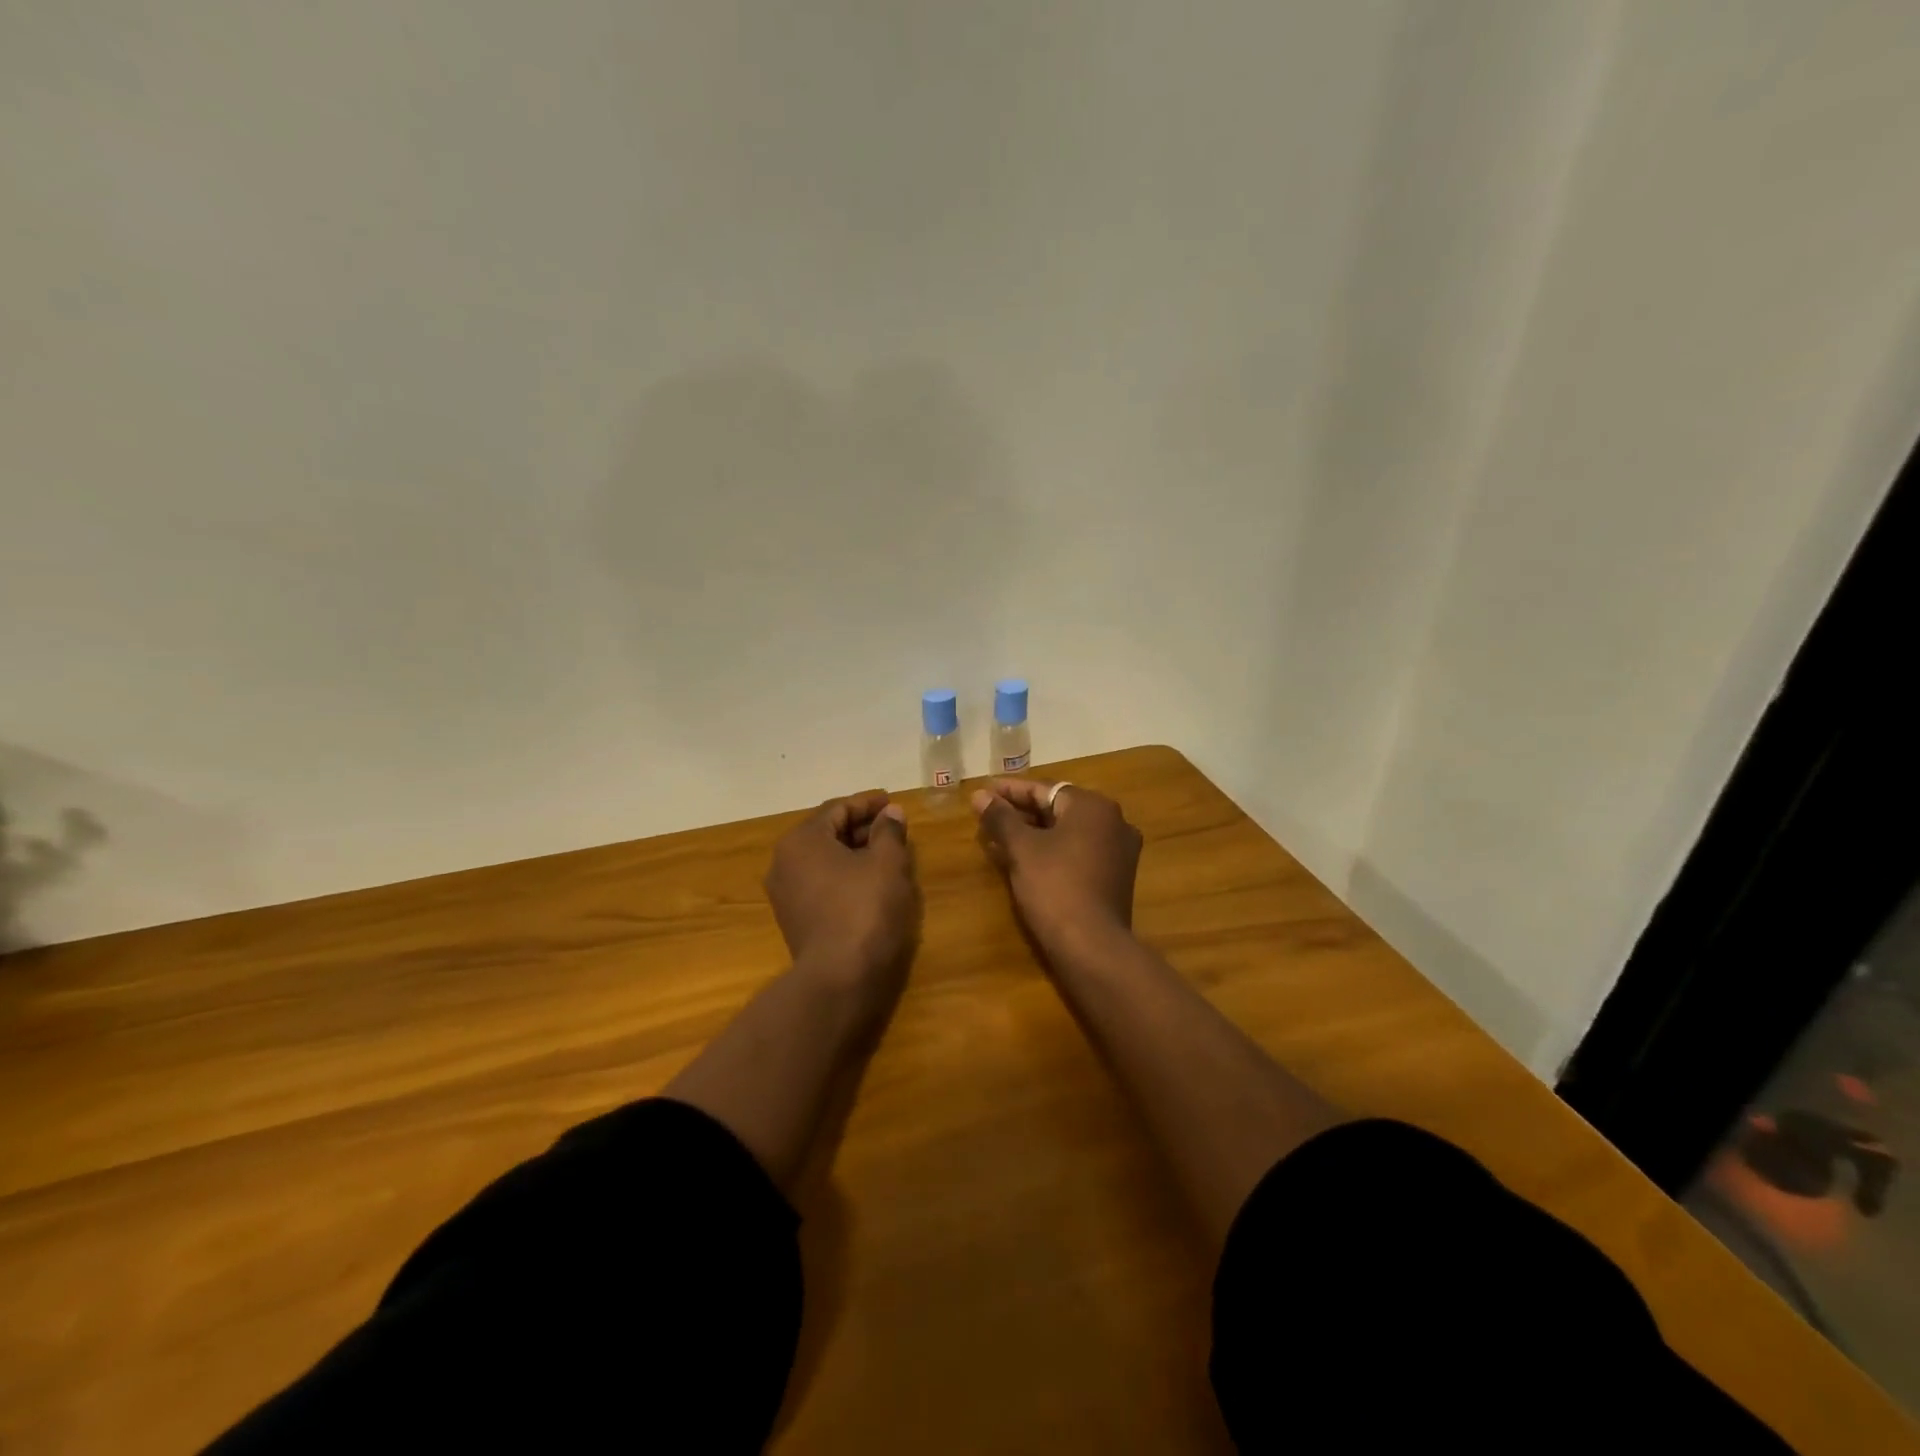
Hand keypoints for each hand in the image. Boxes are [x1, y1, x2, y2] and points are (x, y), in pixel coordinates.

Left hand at [765, 790, 920, 985]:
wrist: (840, 978)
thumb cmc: (865, 909)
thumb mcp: (888, 863)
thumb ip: (890, 831)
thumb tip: (891, 813)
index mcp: (801, 840)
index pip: (838, 808)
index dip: (868, 803)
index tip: (893, 801)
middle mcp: (784, 862)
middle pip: (827, 832)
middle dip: (862, 827)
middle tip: (894, 828)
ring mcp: (786, 894)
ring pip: (824, 860)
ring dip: (855, 852)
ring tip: (887, 854)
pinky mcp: (795, 920)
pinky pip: (821, 883)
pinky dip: (845, 875)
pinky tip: (871, 882)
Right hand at [972, 779, 1142, 955]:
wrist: (1092, 946)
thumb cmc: (1054, 886)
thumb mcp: (1021, 848)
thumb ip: (1000, 817)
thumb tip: (979, 795)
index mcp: (1093, 806)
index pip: (1044, 789)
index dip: (1009, 791)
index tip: (983, 793)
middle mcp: (1113, 821)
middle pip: (1057, 809)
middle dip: (1020, 813)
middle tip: (987, 817)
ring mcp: (1118, 851)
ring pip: (1066, 832)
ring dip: (1032, 834)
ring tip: (997, 839)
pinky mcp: (1115, 877)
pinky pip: (1077, 852)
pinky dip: (1051, 852)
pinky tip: (1022, 861)